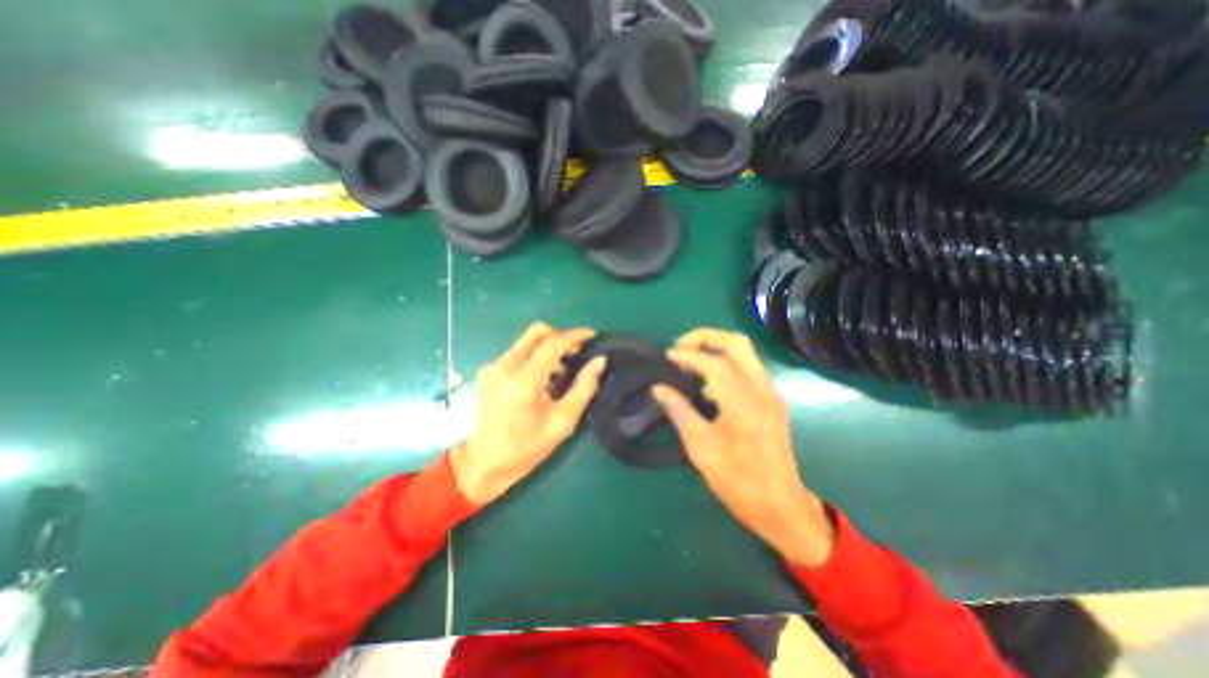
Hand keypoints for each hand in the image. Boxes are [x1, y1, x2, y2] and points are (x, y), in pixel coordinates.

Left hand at [452, 321, 608, 502]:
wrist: (482, 464)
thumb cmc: (526, 447)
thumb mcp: (562, 422)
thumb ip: (584, 388)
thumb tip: (599, 361)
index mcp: (523, 380)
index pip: (552, 343)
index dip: (575, 335)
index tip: (592, 335)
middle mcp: (504, 366)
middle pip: (536, 332)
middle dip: (560, 337)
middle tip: (575, 353)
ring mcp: (492, 368)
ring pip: (525, 342)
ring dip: (546, 349)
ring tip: (559, 374)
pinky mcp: (486, 372)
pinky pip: (516, 354)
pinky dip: (532, 358)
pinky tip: (539, 381)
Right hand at [652, 327, 832, 566]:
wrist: (781, 507)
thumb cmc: (738, 481)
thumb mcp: (701, 448)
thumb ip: (679, 411)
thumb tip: (658, 388)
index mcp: (743, 401)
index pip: (713, 362)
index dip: (687, 355)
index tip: (666, 357)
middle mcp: (762, 388)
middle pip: (736, 342)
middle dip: (706, 337)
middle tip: (681, 347)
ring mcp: (771, 393)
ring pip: (745, 352)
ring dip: (716, 348)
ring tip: (689, 361)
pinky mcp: (772, 400)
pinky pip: (748, 368)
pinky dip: (726, 364)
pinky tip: (707, 385)